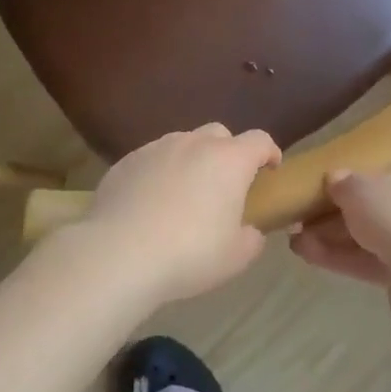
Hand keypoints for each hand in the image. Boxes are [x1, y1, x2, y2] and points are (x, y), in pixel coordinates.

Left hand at [77, 124, 280, 304]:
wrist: (119, 252)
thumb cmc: (189, 253)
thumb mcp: (236, 257)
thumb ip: (252, 238)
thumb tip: (250, 230)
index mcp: (229, 160)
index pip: (260, 140)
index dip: (269, 153)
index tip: (270, 170)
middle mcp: (194, 143)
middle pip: (220, 134)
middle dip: (228, 153)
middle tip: (225, 186)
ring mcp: (157, 147)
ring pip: (183, 143)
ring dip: (192, 161)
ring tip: (185, 195)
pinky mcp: (127, 160)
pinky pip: (153, 159)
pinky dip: (160, 173)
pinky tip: (151, 203)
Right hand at [289, 158, 390, 285]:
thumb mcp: (356, 187)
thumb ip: (340, 182)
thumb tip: (334, 180)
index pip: (381, 170)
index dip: (349, 180)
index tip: (321, 190)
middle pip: (372, 206)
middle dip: (333, 215)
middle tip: (301, 220)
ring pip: (368, 236)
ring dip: (332, 238)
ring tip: (296, 242)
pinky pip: (372, 260)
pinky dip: (342, 258)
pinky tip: (308, 256)